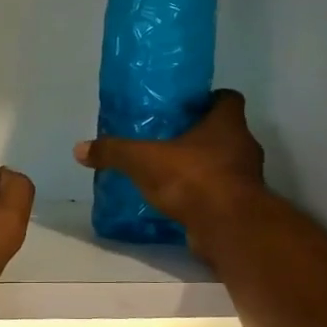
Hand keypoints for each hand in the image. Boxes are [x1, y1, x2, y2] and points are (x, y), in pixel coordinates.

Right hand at [74, 90, 267, 237]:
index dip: (210, 100)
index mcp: (227, 124)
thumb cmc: (192, 179)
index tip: (187, 107)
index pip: (228, 99)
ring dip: (203, 167)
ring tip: (170, 172)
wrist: (227, 228)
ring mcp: (246, 178)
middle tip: (169, 140)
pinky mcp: (241, 207)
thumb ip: (114, 152)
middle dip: (200, 135)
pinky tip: (178, 201)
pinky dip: (203, 195)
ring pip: (224, 164)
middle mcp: (243, 146)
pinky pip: (220, 193)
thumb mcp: (143, 160)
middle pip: (225, 132)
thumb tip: (79, 149)